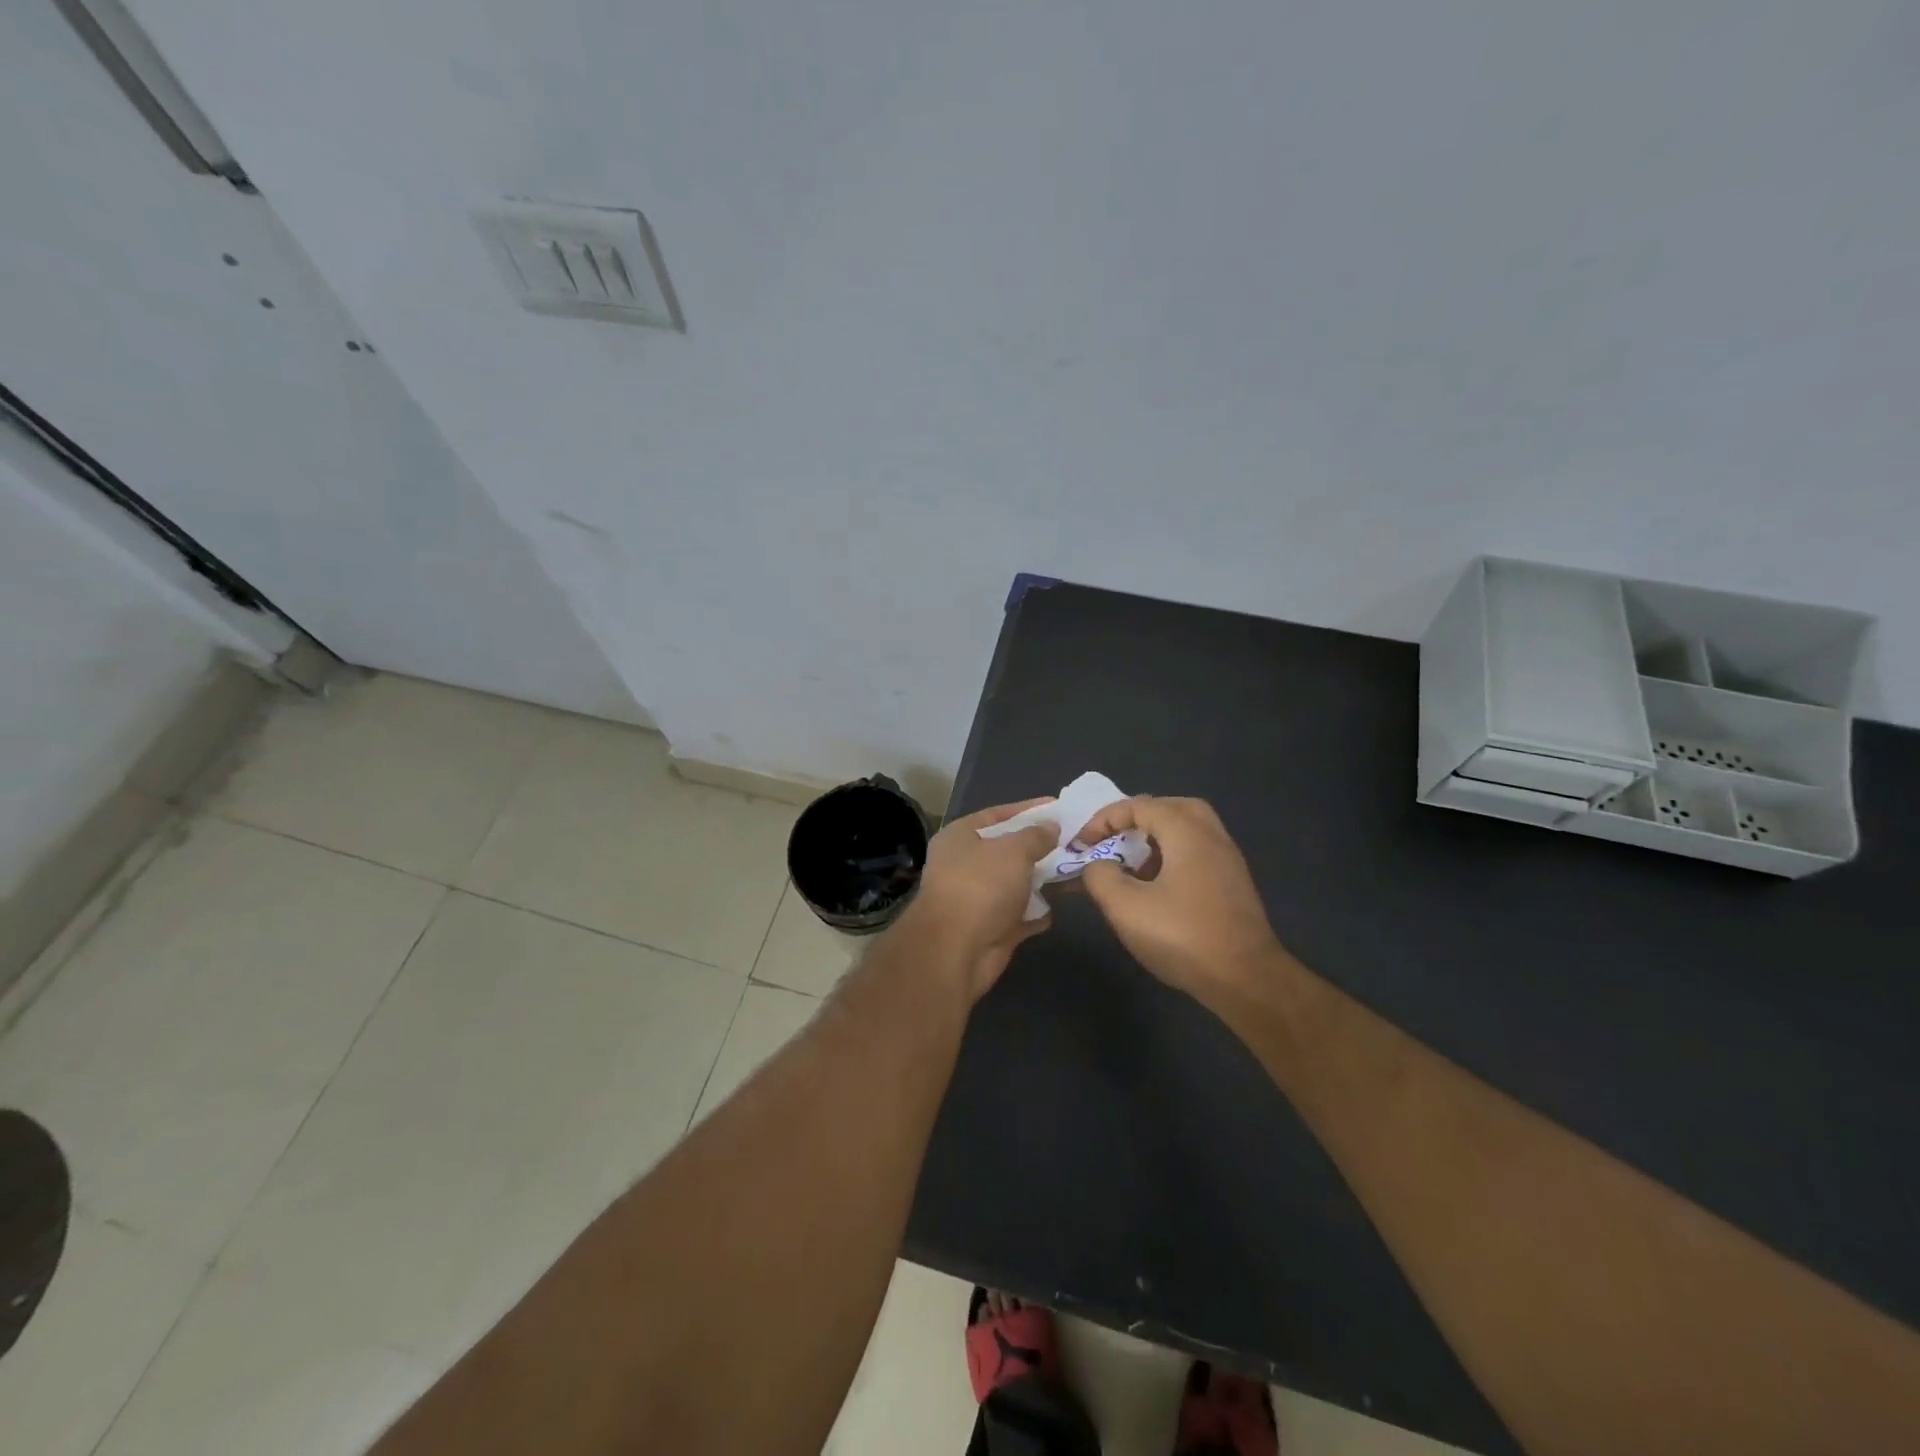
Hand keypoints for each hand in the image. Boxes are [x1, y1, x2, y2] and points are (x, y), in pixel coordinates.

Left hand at [904, 799, 1056, 1000]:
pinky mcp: (991, 928)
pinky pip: (1020, 914)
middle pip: (1008, 850)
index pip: (997, 815)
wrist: (956, 951)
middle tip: (1074, 840)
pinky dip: (1038, 910)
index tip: (1059, 806)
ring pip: (1016, 883)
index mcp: (960, 837)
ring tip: (1077, 868)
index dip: (1028, 810)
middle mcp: (965, 865)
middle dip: (1040, 846)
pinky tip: (1062, 904)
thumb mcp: (1013, 851)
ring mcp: (977, 898)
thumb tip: (1051, 827)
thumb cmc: (981, 887)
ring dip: (1042, 879)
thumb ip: (1035, 836)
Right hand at [1075, 796, 1284, 1011]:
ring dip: (1156, 839)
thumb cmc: (1183, 936)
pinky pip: (1199, 853)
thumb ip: (1100, 876)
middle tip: (1115, 839)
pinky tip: (1157, 889)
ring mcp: (1228, 860)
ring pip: (1189, 831)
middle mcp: (1211, 835)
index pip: (1139, 805)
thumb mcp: (1125, 907)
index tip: (1082, 845)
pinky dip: (1173, 857)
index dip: (1104, 819)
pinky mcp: (1234, 885)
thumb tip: (1096, 865)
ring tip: (1132, 865)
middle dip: (1137, 819)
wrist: (1247, 980)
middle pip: (1171, 808)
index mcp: (1186, 831)